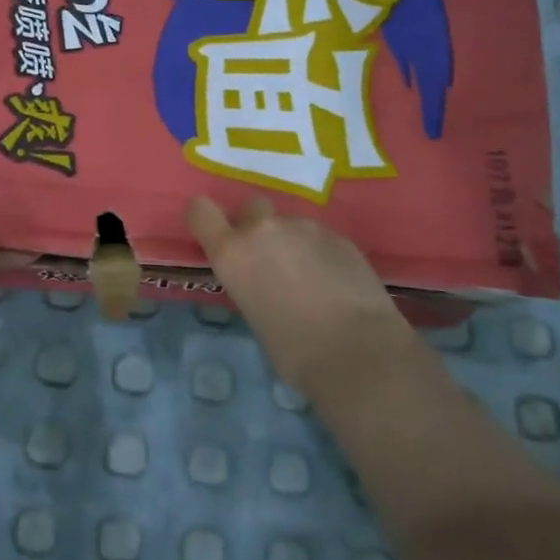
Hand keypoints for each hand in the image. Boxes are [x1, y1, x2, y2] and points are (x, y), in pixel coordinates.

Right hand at [188, 195, 412, 403]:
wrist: (358, 352)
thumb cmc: (294, 351)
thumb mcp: (253, 316)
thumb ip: (250, 283)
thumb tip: (263, 282)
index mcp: (232, 252)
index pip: (200, 211)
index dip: (206, 220)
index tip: (215, 237)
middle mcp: (264, 229)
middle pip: (251, 207)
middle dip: (256, 226)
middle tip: (269, 260)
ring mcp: (306, 227)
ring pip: (290, 225)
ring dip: (292, 243)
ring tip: (310, 280)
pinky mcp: (340, 236)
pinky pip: (320, 238)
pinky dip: (321, 254)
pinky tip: (336, 284)